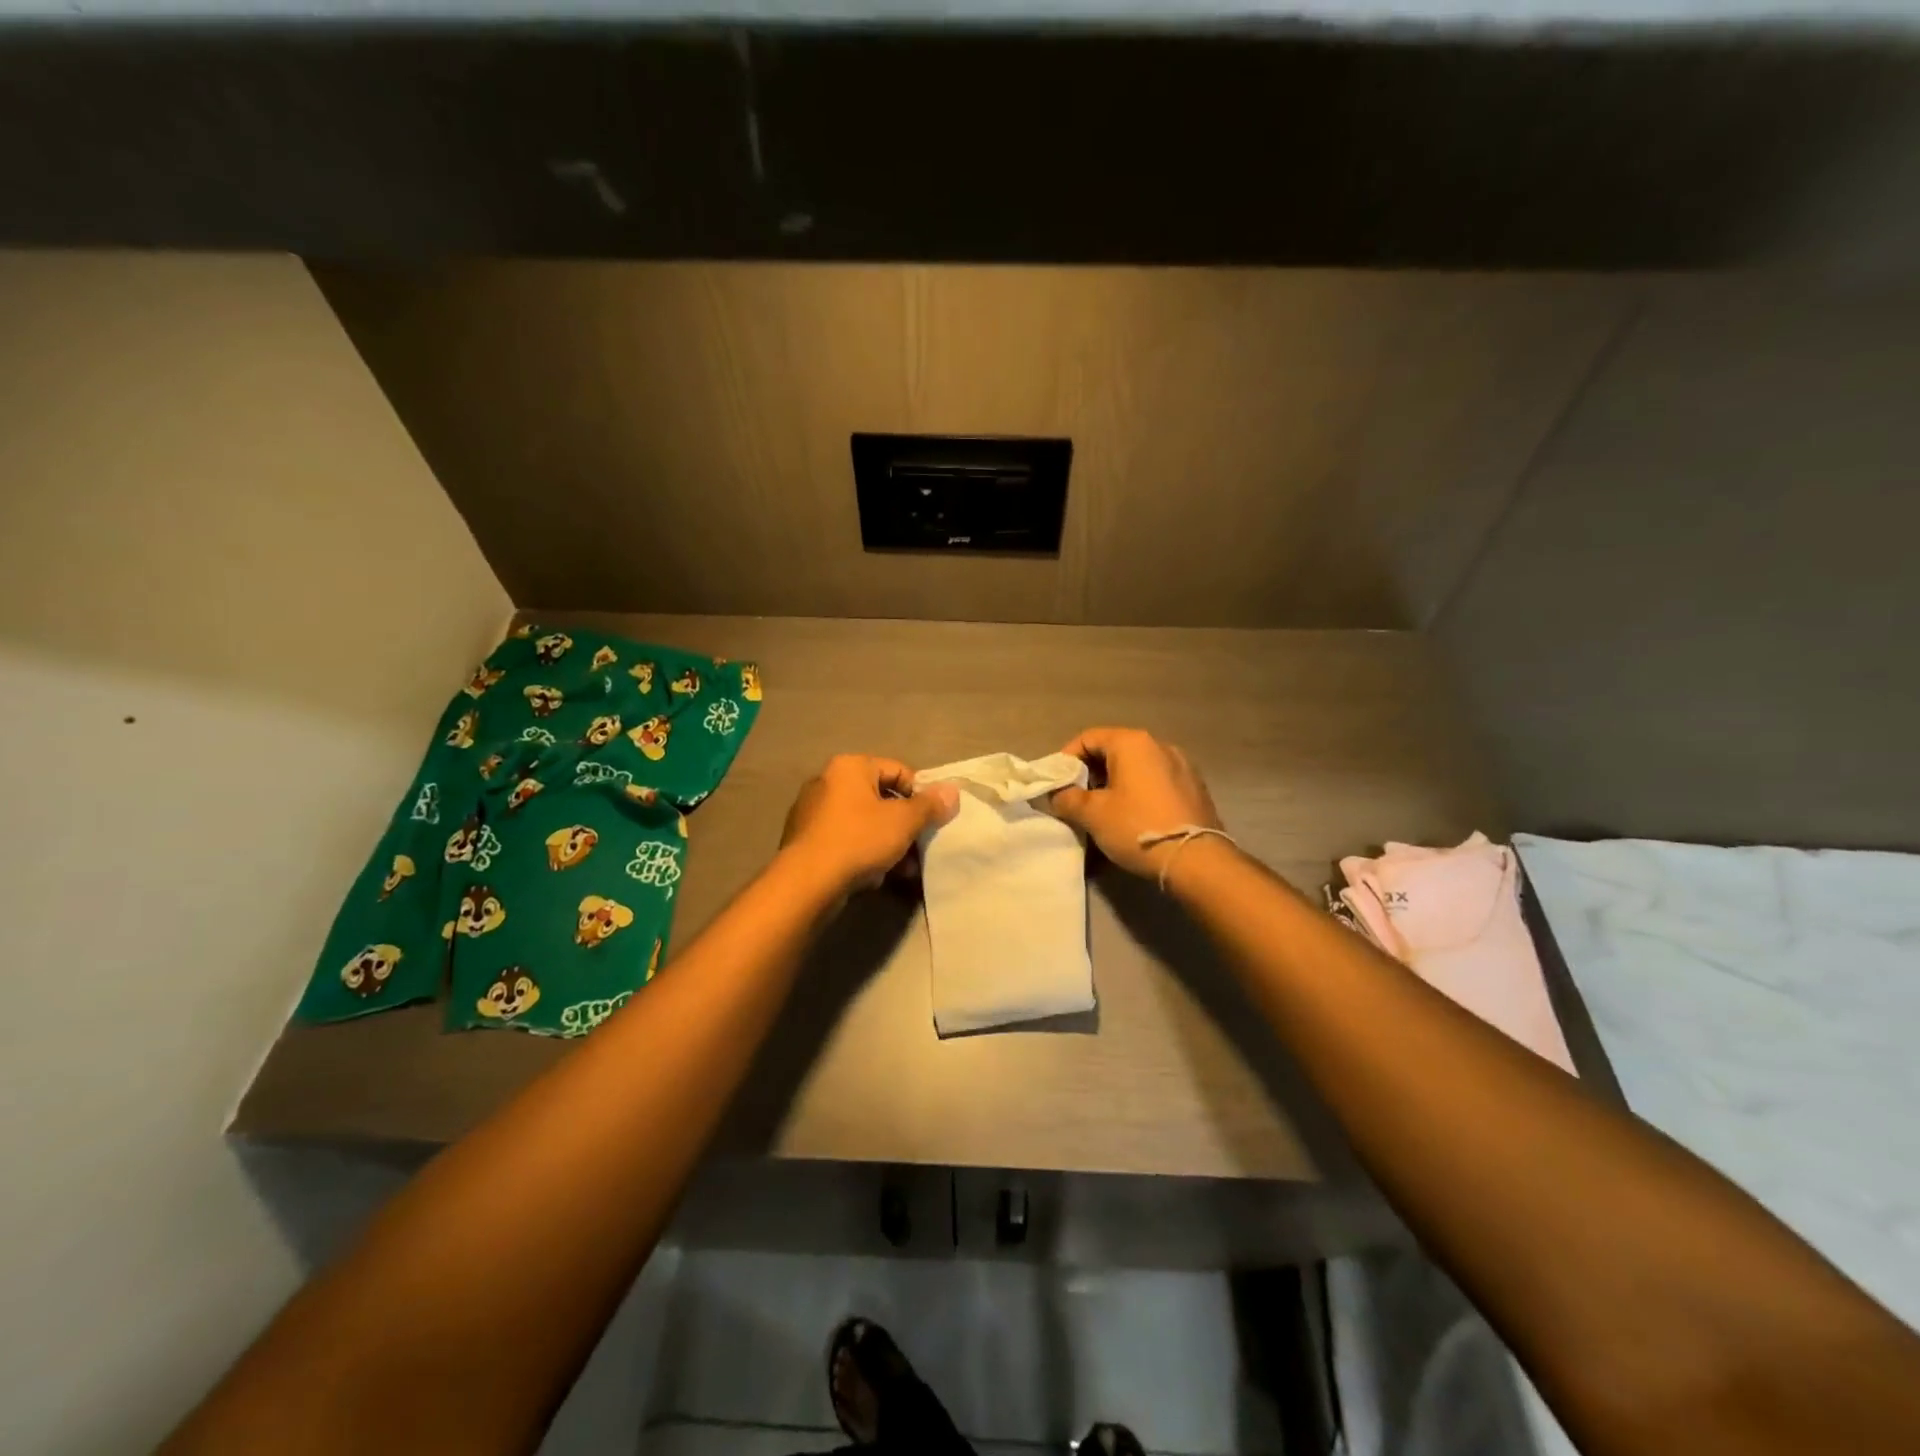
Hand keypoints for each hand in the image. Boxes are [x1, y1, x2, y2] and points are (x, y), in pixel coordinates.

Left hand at [779, 755, 959, 896]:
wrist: (807, 883)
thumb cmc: (859, 840)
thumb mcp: (904, 821)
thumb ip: (930, 805)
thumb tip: (952, 791)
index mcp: (849, 767)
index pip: (897, 770)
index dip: (920, 794)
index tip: (932, 819)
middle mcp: (827, 782)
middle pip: (880, 798)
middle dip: (904, 825)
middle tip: (920, 847)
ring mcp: (813, 812)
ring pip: (863, 823)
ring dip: (888, 843)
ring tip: (905, 869)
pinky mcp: (805, 841)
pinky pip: (845, 840)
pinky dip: (864, 853)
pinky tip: (877, 876)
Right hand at [1049, 727, 1224, 878]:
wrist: (1197, 860)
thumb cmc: (1137, 828)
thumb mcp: (1092, 814)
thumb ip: (1067, 798)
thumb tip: (1059, 794)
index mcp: (1132, 743)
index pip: (1088, 738)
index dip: (1066, 759)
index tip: (1057, 784)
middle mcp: (1159, 745)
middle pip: (1113, 750)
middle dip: (1090, 774)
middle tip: (1076, 800)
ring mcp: (1181, 765)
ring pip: (1136, 767)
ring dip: (1114, 784)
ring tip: (1103, 812)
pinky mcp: (1194, 788)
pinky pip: (1156, 782)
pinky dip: (1138, 793)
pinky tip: (1133, 818)